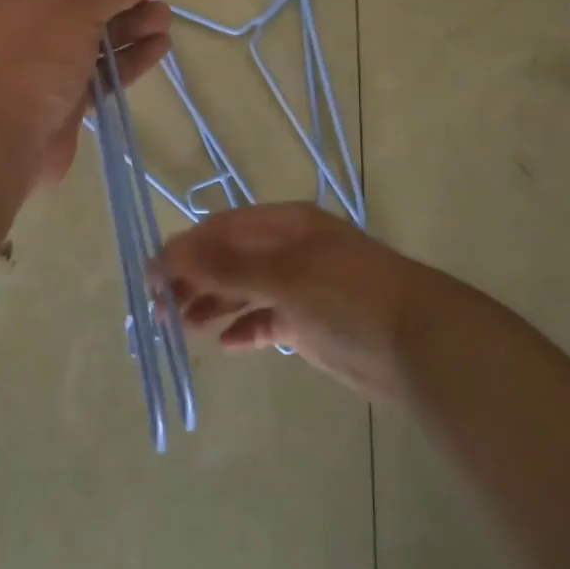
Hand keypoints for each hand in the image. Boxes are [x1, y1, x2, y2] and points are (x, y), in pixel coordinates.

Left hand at [0, 0, 171, 197]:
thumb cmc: (24, 56)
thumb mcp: (69, 3)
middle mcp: (17, 19)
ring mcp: (38, 62)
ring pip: (93, 34)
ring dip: (130, 23)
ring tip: (164, 19)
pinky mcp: (60, 98)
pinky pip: (100, 70)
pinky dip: (128, 57)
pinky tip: (159, 47)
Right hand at [157, 203, 447, 399]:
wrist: (417, 343)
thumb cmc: (346, 296)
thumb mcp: (284, 276)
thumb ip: (227, 266)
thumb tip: (171, 253)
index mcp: (284, 225)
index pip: (223, 229)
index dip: (185, 248)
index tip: (152, 275)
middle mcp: (289, 251)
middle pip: (230, 259)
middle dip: (194, 278)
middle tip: (159, 307)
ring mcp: (299, 288)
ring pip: (244, 290)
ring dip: (212, 303)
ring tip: (181, 324)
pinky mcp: (309, 323)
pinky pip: (265, 320)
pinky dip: (243, 328)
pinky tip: (223, 343)